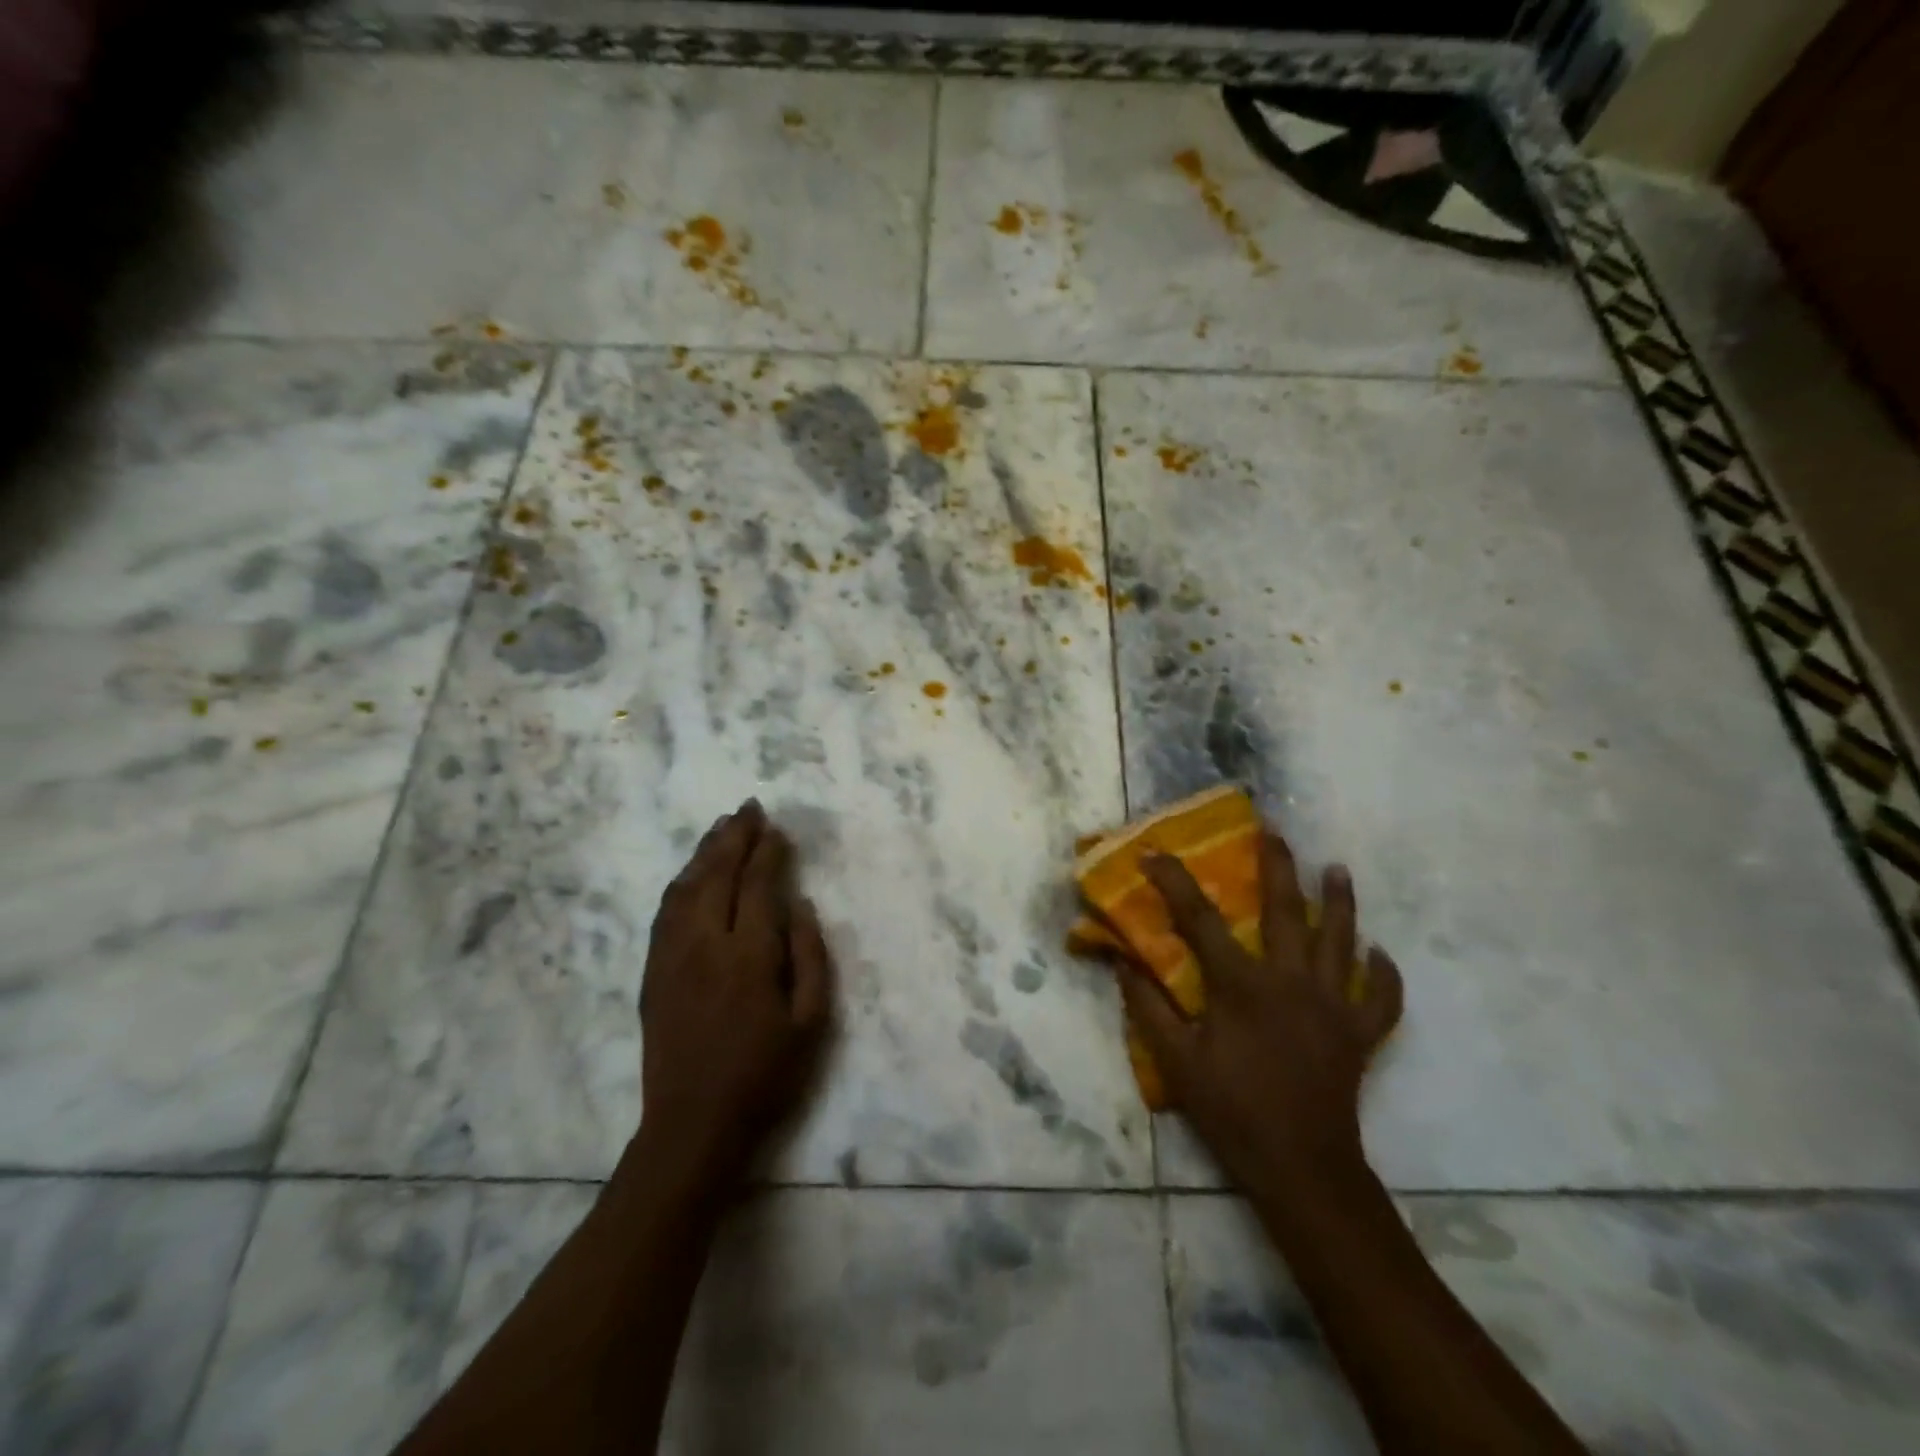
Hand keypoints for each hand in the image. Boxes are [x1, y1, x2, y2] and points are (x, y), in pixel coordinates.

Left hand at [635, 800, 833, 1188]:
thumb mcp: (812, 1022)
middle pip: (717, 874)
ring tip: (721, 827)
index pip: (757, 886)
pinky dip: (681, 881)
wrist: (693, 1125)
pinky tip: (691, 872)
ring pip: (685, 887)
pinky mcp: (652, 972)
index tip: (777, 829)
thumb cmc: (764, 1075)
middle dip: (734, 837)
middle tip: (749, 808)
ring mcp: (671, 957)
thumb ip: (811, 956)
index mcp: (748, 956)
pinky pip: (665, 911)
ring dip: (704, 852)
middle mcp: (704, 945)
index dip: (768, 852)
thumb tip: (801, 905)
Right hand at [1118, 830, 1402, 1196]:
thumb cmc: (1233, 1110)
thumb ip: (1148, 1007)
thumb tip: (1123, 962)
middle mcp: (1291, 981)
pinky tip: (1380, 953)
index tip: (1154, 852)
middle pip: (1286, 909)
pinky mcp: (1360, 1032)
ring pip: (1343, 940)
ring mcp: (1333, 1005)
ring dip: (1340, 901)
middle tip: (1273, 831)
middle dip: (1277, 865)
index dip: (1173, 881)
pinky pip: (1383, 996)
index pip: (1199, 919)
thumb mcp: (1176, 1061)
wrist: (1302, 1166)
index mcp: (1242, 985)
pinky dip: (1386, 974)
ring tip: (1338, 869)